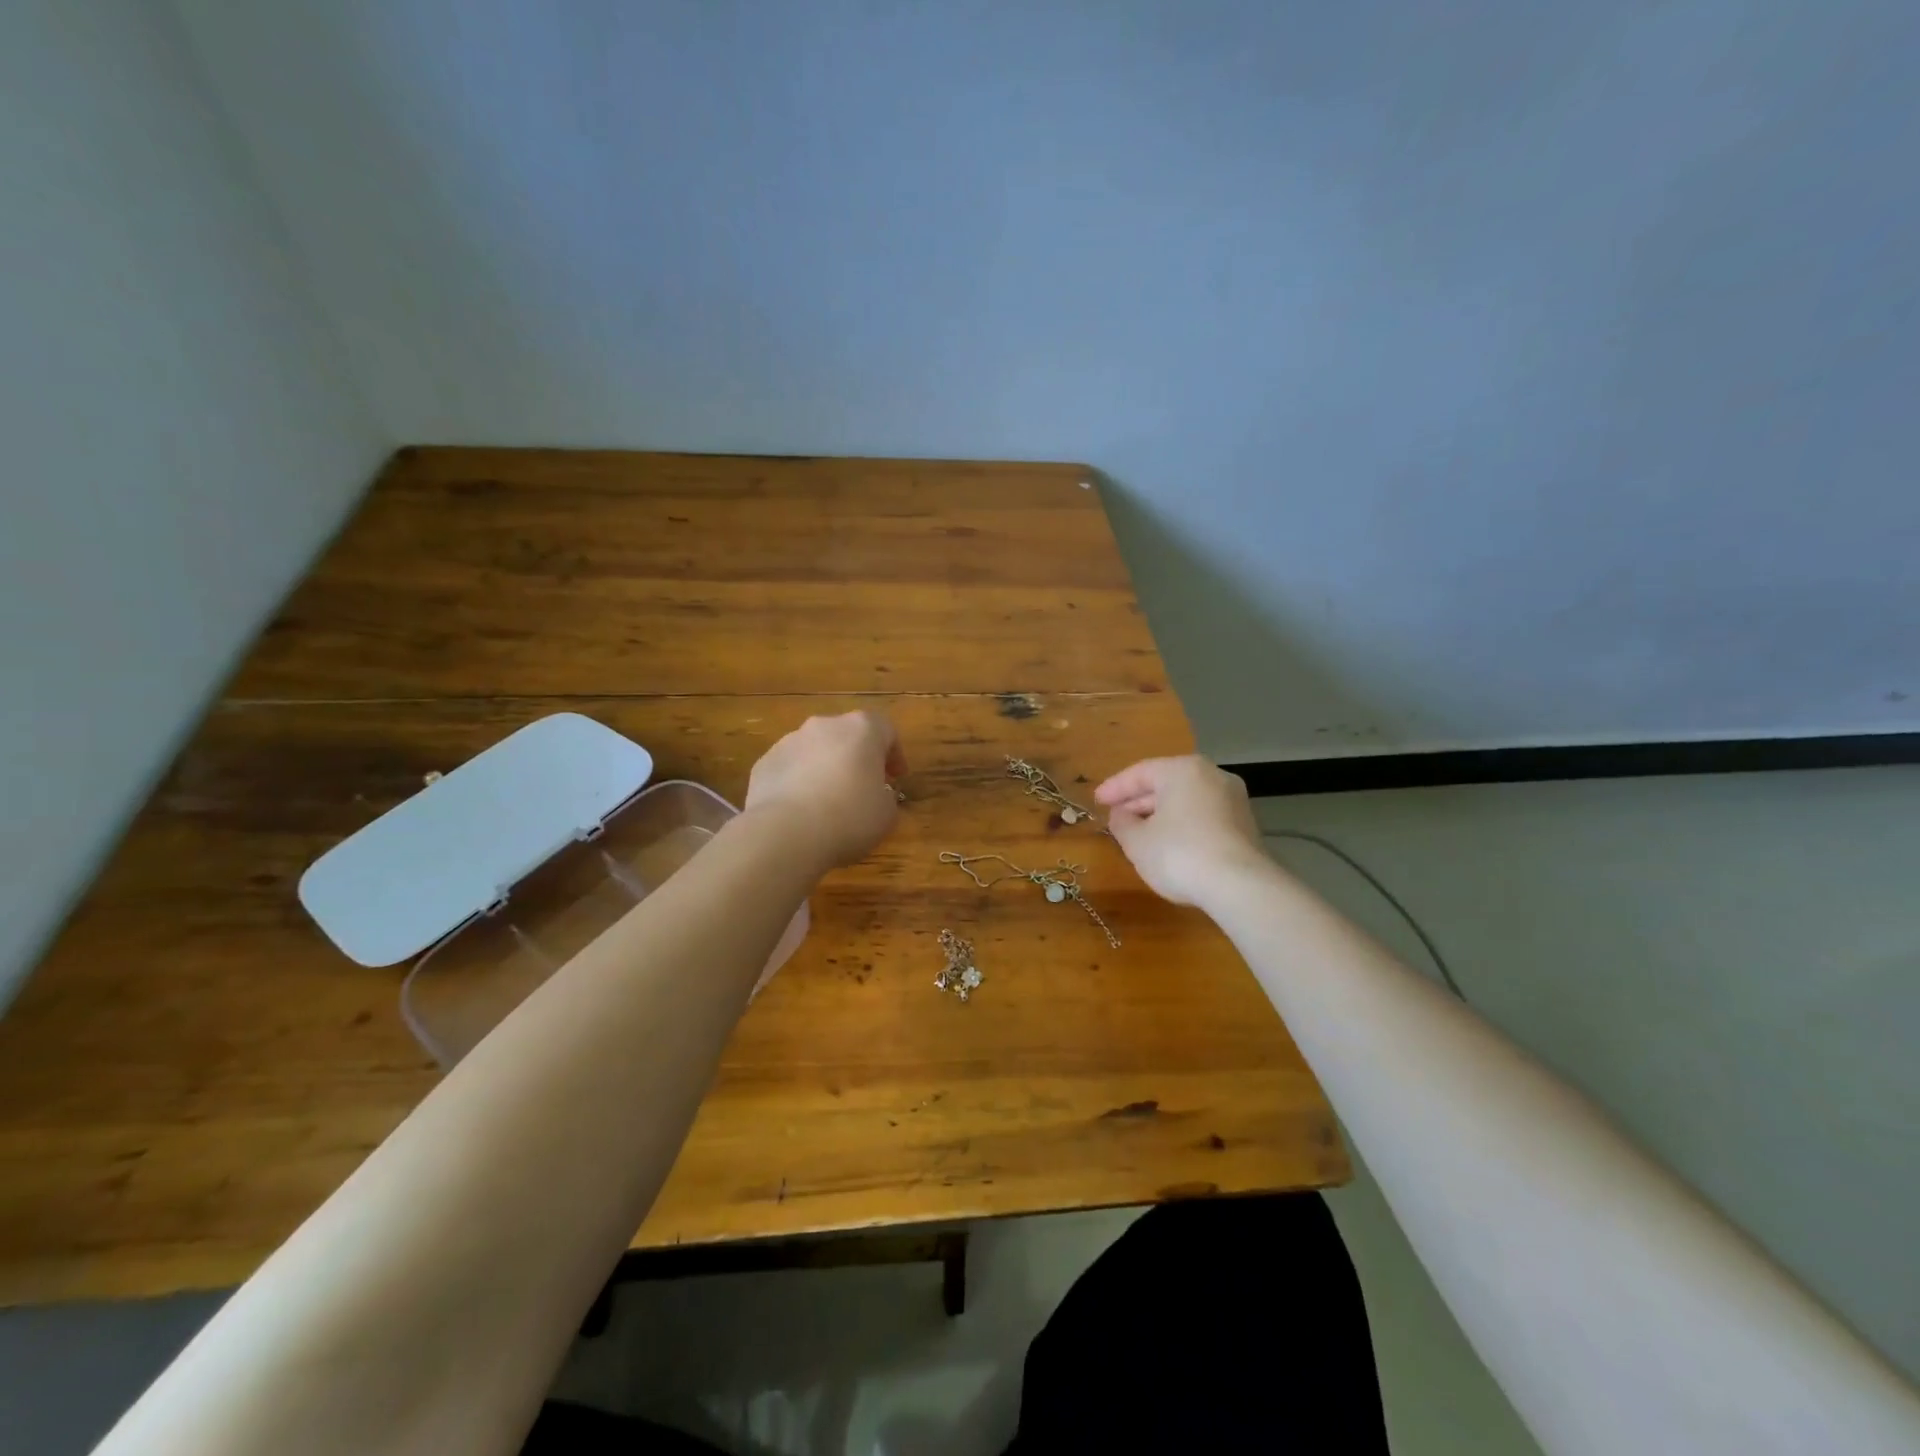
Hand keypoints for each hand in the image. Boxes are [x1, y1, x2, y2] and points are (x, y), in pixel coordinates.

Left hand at [745, 710, 906, 869]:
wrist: (785, 833)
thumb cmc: (849, 818)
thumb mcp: (886, 814)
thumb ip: (885, 797)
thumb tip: (875, 794)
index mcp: (861, 730)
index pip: (886, 729)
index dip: (894, 753)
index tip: (896, 777)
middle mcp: (824, 726)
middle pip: (846, 735)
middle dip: (856, 757)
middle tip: (863, 786)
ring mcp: (789, 742)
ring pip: (815, 750)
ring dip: (824, 768)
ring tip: (827, 802)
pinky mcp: (763, 763)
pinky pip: (789, 769)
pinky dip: (797, 783)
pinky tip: (799, 811)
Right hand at [1094, 756, 1266, 906]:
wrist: (1240, 886)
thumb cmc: (1179, 854)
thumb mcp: (1137, 841)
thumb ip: (1122, 823)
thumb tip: (1120, 815)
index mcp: (1183, 770)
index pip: (1141, 772)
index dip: (1114, 788)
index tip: (1096, 801)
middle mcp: (1212, 776)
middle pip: (1166, 784)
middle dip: (1139, 802)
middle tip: (1115, 816)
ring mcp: (1233, 800)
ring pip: (1186, 801)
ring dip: (1160, 815)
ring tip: (1138, 833)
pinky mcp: (1245, 825)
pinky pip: (1203, 817)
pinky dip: (1182, 825)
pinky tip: (1168, 844)